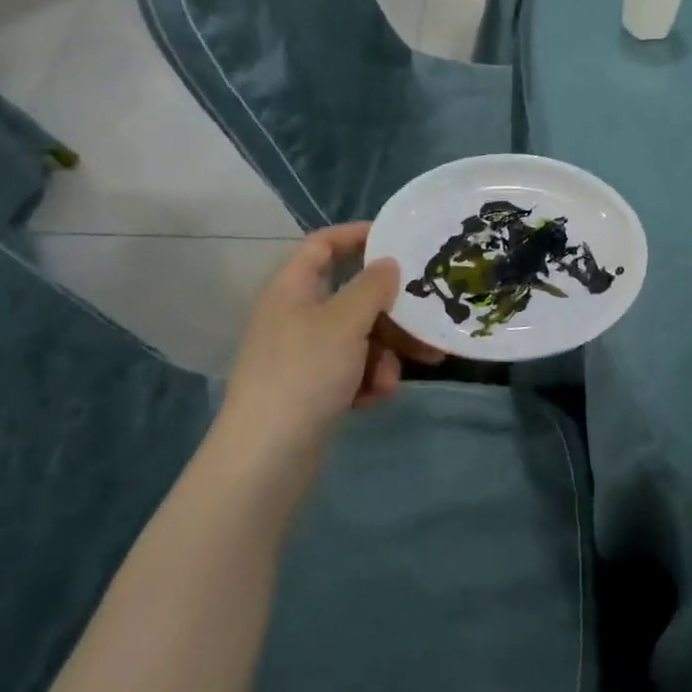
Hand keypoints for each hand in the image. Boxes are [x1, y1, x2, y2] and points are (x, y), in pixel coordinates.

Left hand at [213, 223, 442, 472]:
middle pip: (351, 298)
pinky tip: (372, 400)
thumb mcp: (345, 322)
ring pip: (357, 338)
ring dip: (382, 356)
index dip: (357, 236)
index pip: (323, 244)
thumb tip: (387, 263)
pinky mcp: (310, 389)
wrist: (266, 456)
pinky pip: (349, 370)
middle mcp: (295, 315)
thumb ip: (372, 287)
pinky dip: (365, 381)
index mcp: (292, 288)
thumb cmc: (305, 373)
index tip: (397, 239)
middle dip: (389, 316)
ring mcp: (301, 354)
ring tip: (388, 382)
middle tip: (425, 326)